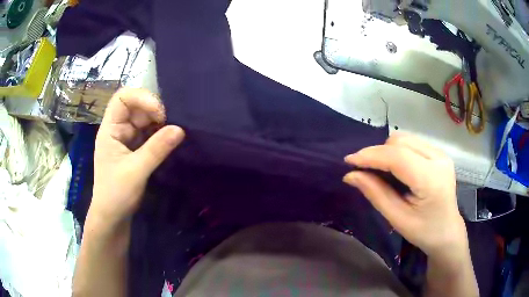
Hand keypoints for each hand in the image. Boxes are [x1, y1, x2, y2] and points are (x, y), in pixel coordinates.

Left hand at [90, 88, 184, 225]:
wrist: (113, 217)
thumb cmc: (116, 194)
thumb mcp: (135, 172)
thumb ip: (156, 150)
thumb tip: (180, 129)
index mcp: (110, 129)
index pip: (122, 98)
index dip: (141, 98)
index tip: (159, 113)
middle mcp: (118, 129)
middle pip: (136, 107)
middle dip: (154, 111)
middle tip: (171, 123)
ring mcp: (127, 138)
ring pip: (145, 120)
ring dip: (160, 123)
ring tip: (174, 131)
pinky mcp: (136, 149)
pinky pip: (149, 133)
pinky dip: (160, 134)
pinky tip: (170, 139)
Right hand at [343, 133, 466, 257]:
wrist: (447, 232)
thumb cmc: (424, 232)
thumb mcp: (397, 218)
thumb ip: (375, 194)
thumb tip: (351, 175)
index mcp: (431, 179)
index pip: (397, 157)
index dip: (371, 156)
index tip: (349, 161)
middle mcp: (439, 159)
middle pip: (400, 142)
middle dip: (377, 153)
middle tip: (364, 170)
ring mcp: (441, 153)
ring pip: (405, 138)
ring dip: (387, 151)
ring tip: (379, 169)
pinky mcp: (439, 153)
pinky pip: (412, 143)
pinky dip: (397, 151)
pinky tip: (395, 167)